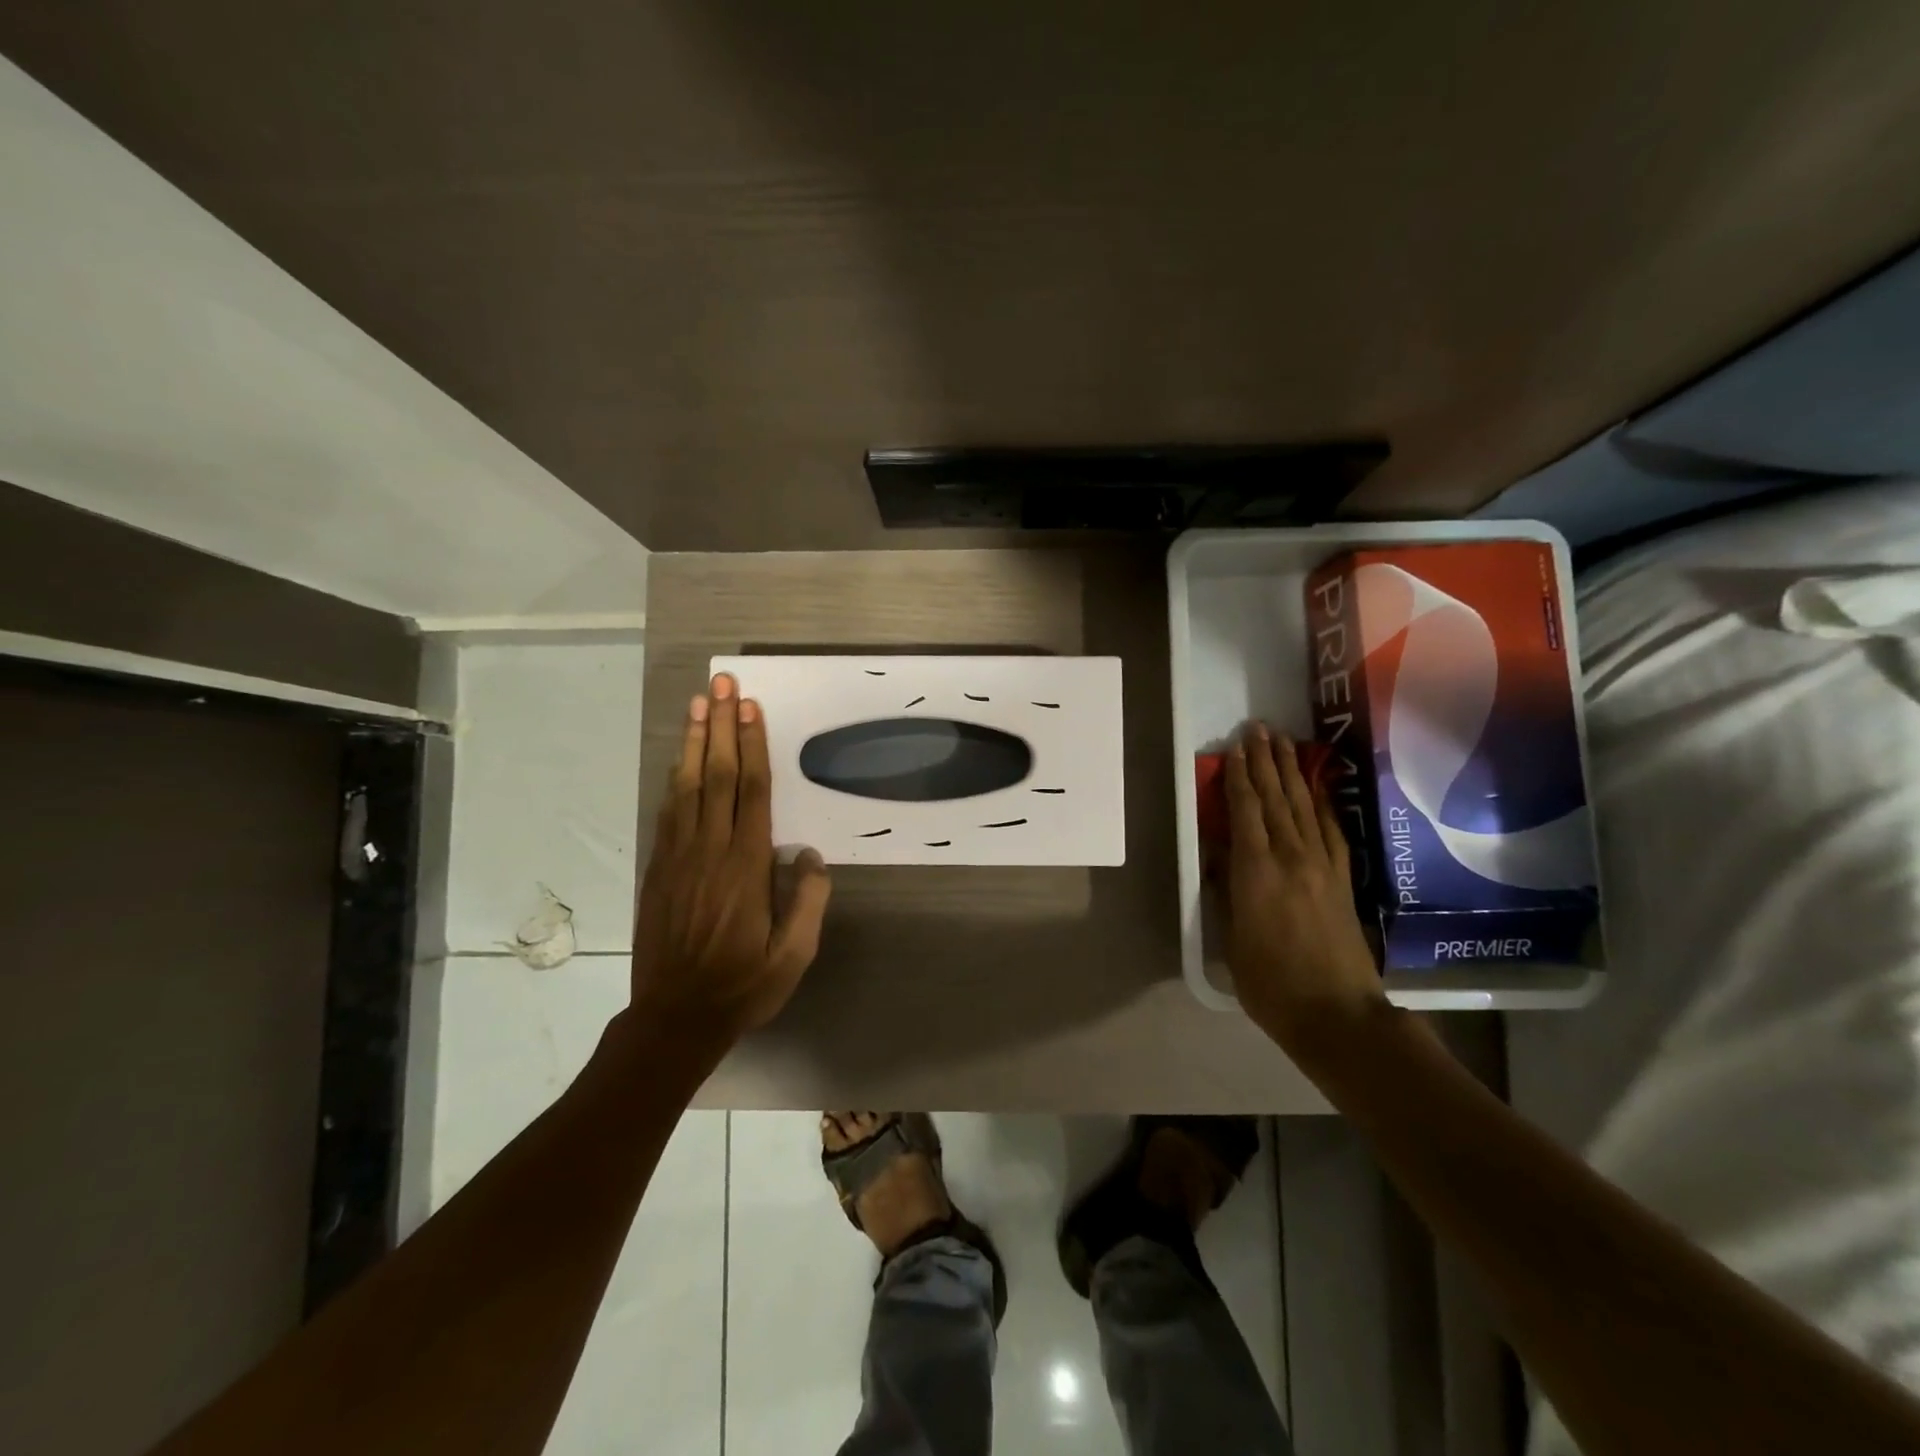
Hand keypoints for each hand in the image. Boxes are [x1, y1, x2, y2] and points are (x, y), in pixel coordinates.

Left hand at [630, 673, 832, 1047]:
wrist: (674, 1018)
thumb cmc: (742, 986)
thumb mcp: (793, 956)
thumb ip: (807, 902)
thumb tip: (809, 855)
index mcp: (746, 867)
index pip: (751, 792)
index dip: (751, 746)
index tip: (749, 707)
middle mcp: (710, 851)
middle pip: (717, 776)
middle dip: (721, 727)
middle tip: (722, 684)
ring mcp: (678, 857)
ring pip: (687, 786)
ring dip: (694, 742)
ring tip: (698, 704)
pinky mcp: (658, 868)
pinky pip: (668, 811)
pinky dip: (675, 778)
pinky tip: (681, 758)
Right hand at [1223, 724, 1385, 1055]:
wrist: (1337, 1014)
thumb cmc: (1270, 982)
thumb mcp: (1231, 937)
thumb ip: (1224, 888)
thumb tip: (1218, 851)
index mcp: (1256, 871)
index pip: (1245, 811)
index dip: (1237, 777)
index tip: (1233, 748)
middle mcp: (1291, 857)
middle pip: (1276, 798)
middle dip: (1265, 761)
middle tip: (1257, 729)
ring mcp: (1322, 865)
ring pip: (1303, 805)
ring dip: (1291, 771)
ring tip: (1282, 742)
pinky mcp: (1341, 878)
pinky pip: (1330, 829)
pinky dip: (1321, 802)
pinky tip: (1316, 786)